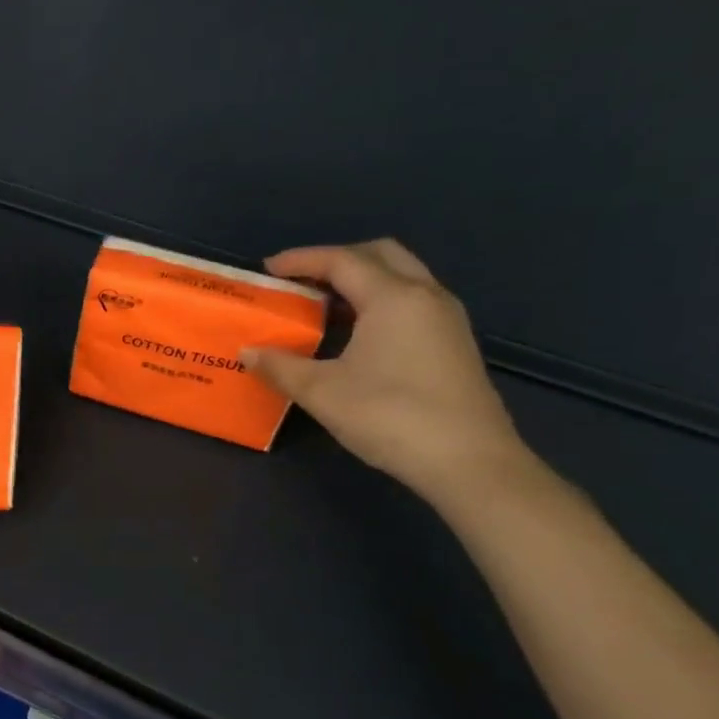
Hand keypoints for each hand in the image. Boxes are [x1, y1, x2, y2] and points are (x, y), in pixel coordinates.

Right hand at [242, 240, 530, 500]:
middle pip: (380, 254)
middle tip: (302, 281)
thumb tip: (247, 353)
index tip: (268, 270)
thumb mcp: (321, 392)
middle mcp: (425, 296)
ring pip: (401, 276)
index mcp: (393, 297)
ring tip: (325, 305)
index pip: (341, 260)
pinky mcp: (455, 343)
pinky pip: (413, 301)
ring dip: (362, 280)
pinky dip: (380, 300)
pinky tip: (359, 333)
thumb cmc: (391, 417)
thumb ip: (280, 366)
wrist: (470, 464)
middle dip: (337, 260)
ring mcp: (447, 319)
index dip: (301, 260)